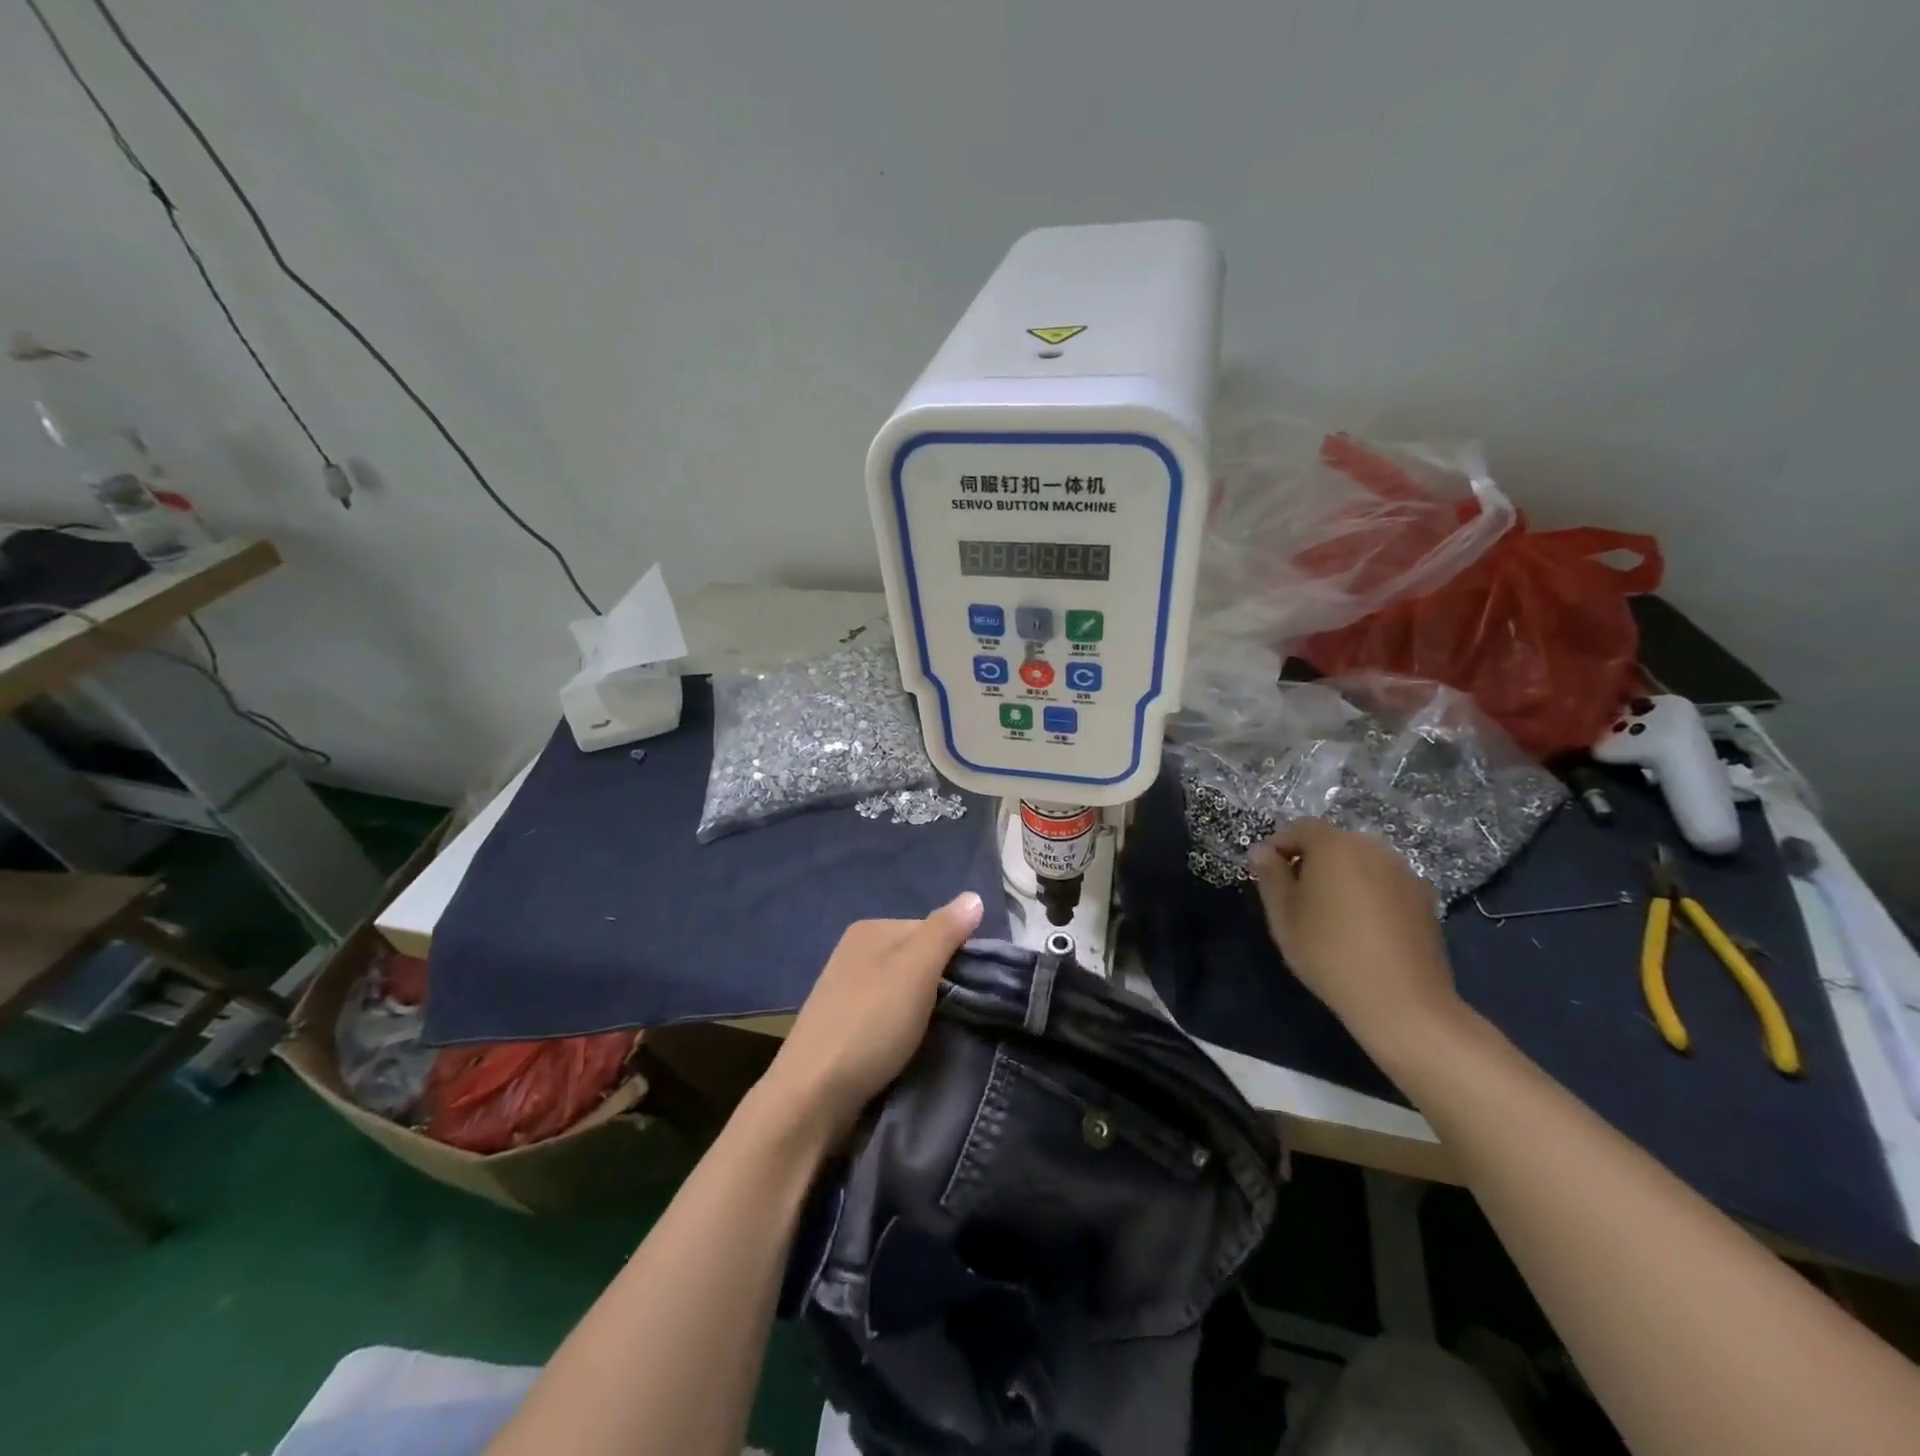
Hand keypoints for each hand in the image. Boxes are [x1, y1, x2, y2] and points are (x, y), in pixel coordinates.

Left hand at [759, 892, 984, 1142]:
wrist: (811, 1097)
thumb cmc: (870, 1024)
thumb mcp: (916, 970)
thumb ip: (945, 931)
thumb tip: (974, 896)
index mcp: (871, 930)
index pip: (933, 929)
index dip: (958, 955)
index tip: (975, 989)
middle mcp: (855, 952)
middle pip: (917, 959)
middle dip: (941, 983)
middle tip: (963, 1014)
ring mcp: (845, 991)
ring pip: (903, 990)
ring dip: (924, 1010)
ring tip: (941, 1035)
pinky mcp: (842, 1027)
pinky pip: (887, 1016)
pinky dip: (903, 1029)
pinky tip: (910, 1048)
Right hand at [1249, 820, 1459, 1053]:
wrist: (1402, 1001)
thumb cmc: (1329, 952)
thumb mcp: (1283, 915)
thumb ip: (1270, 876)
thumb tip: (1261, 851)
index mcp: (1335, 846)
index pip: (1300, 828)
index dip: (1278, 846)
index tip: (1266, 875)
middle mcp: (1373, 849)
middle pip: (1334, 843)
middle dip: (1311, 861)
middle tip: (1295, 896)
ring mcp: (1405, 873)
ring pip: (1362, 863)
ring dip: (1342, 877)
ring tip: (1330, 914)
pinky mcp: (1426, 900)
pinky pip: (1385, 884)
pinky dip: (1369, 894)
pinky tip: (1362, 929)